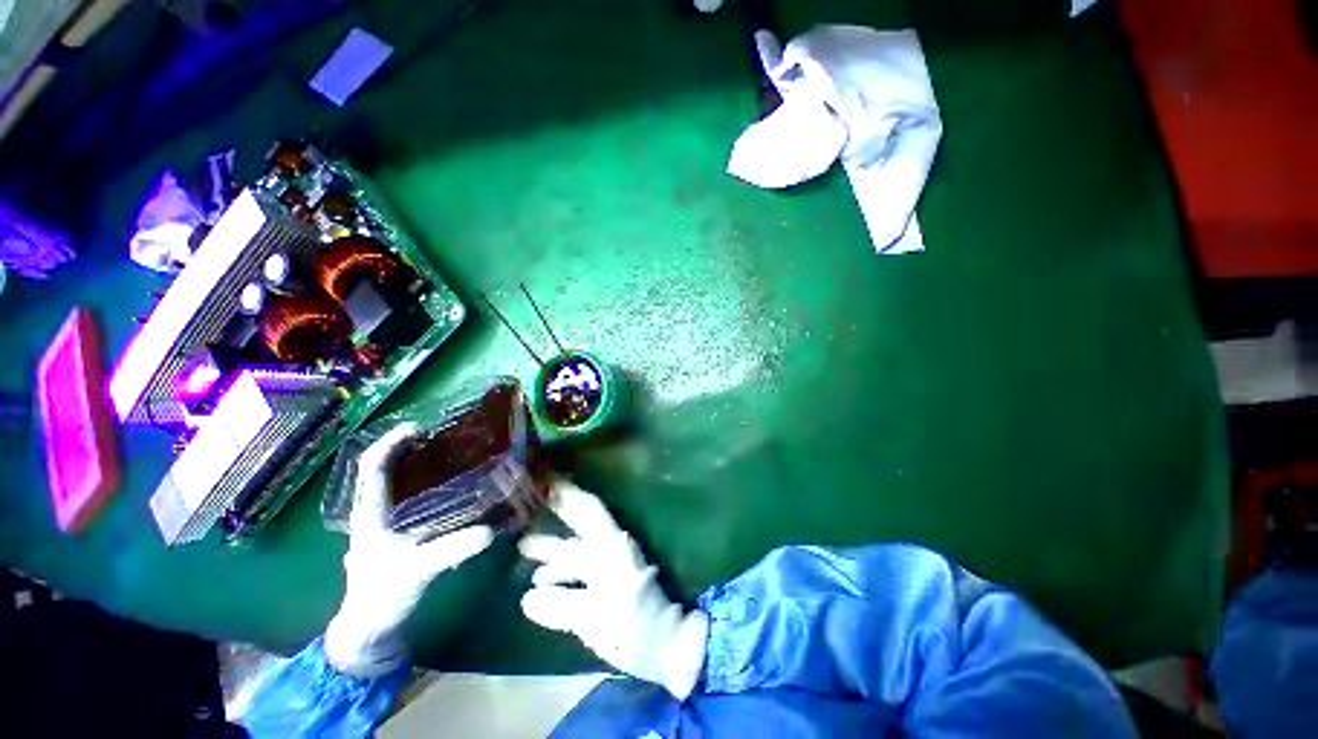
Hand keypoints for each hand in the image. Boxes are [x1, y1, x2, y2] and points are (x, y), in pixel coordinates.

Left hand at [325, 423, 494, 676]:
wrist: (372, 625)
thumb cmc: (382, 595)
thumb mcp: (415, 571)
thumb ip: (450, 550)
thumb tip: (490, 531)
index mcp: (370, 512)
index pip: (372, 466)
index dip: (391, 442)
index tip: (419, 428)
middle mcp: (377, 509)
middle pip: (388, 466)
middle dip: (413, 446)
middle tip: (447, 436)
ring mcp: (389, 519)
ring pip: (402, 480)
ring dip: (423, 463)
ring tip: (455, 452)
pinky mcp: (401, 528)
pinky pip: (415, 495)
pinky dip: (432, 482)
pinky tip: (457, 484)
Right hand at [518, 480, 708, 699]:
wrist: (667, 645)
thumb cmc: (634, 626)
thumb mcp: (594, 618)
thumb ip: (559, 606)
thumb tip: (528, 597)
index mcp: (610, 546)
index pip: (588, 509)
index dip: (567, 492)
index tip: (545, 479)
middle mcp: (609, 548)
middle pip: (579, 525)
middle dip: (555, 513)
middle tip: (527, 505)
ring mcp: (609, 565)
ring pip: (576, 550)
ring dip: (552, 549)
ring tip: (521, 547)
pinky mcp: (607, 583)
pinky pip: (579, 570)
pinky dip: (559, 574)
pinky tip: (539, 583)